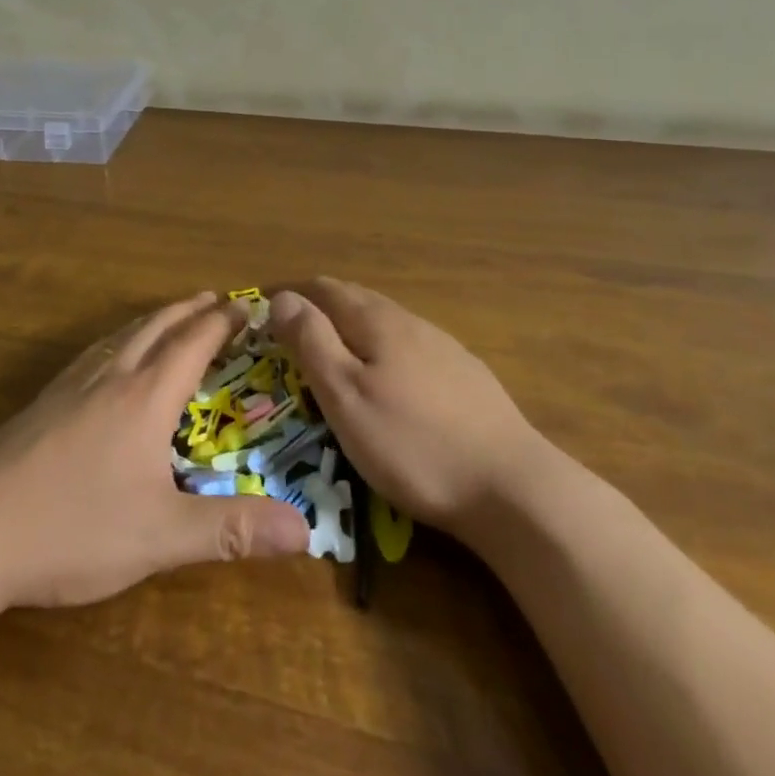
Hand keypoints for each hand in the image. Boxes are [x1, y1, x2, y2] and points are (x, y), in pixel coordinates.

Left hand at [0, 293, 309, 608]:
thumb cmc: (72, 528)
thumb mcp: (160, 536)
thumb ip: (231, 530)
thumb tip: (306, 530)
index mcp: (145, 397)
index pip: (193, 343)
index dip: (223, 322)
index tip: (247, 305)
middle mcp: (111, 377)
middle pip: (157, 327)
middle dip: (190, 310)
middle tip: (215, 298)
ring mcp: (71, 386)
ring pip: (122, 336)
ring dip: (154, 320)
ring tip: (171, 317)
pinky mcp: (43, 403)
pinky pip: (94, 353)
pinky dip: (119, 340)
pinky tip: (108, 359)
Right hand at [270, 278, 541, 537]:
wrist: (512, 487)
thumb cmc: (412, 444)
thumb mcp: (346, 396)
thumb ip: (312, 342)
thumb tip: (282, 297)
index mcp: (377, 321)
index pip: (324, 288)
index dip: (290, 294)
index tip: (262, 312)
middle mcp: (410, 321)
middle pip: (356, 300)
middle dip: (319, 309)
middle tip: (290, 334)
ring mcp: (443, 347)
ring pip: (385, 323)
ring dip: (352, 329)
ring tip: (333, 355)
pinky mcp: (466, 375)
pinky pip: (410, 347)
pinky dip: (382, 350)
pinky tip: (388, 380)